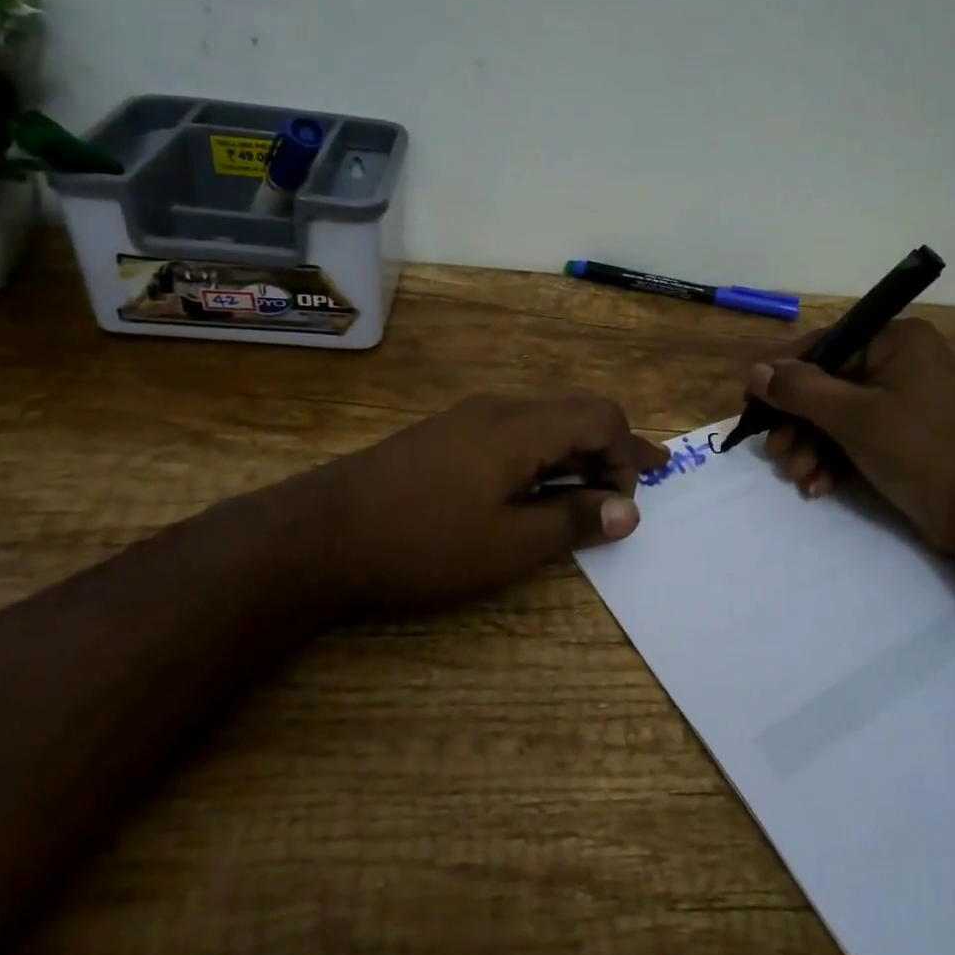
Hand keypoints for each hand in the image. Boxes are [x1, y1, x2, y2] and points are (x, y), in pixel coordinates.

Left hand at [298, 393, 668, 611]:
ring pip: (543, 423)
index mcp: (522, 427)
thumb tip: (627, 510)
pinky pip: (514, 434)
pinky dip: (541, 459)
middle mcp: (500, 409)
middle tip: (625, 494)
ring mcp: (469, 419)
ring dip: (574, 456)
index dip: (628, 454)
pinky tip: (532, 492)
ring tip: (585, 497)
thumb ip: (573, 522)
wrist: (320, 533)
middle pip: (575, 414)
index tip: (634, 497)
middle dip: (608, 451)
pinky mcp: (446, 435)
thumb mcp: (508, 544)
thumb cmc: (424, 541)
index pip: (601, 417)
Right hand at [751, 319, 954, 564]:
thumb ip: (801, 390)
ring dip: (810, 446)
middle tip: (777, 455)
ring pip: (835, 415)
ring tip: (798, 476)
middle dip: (798, 424)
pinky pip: (853, 436)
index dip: (783, 376)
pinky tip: (818, 486)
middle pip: (825, 384)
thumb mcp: (855, 418)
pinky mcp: (900, 435)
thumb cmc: (923, 453)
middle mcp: (897, 362)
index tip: (753, 407)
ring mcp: (900, 400)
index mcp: (894, 341)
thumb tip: (755, 371)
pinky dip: (832, 459)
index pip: (823, 345)